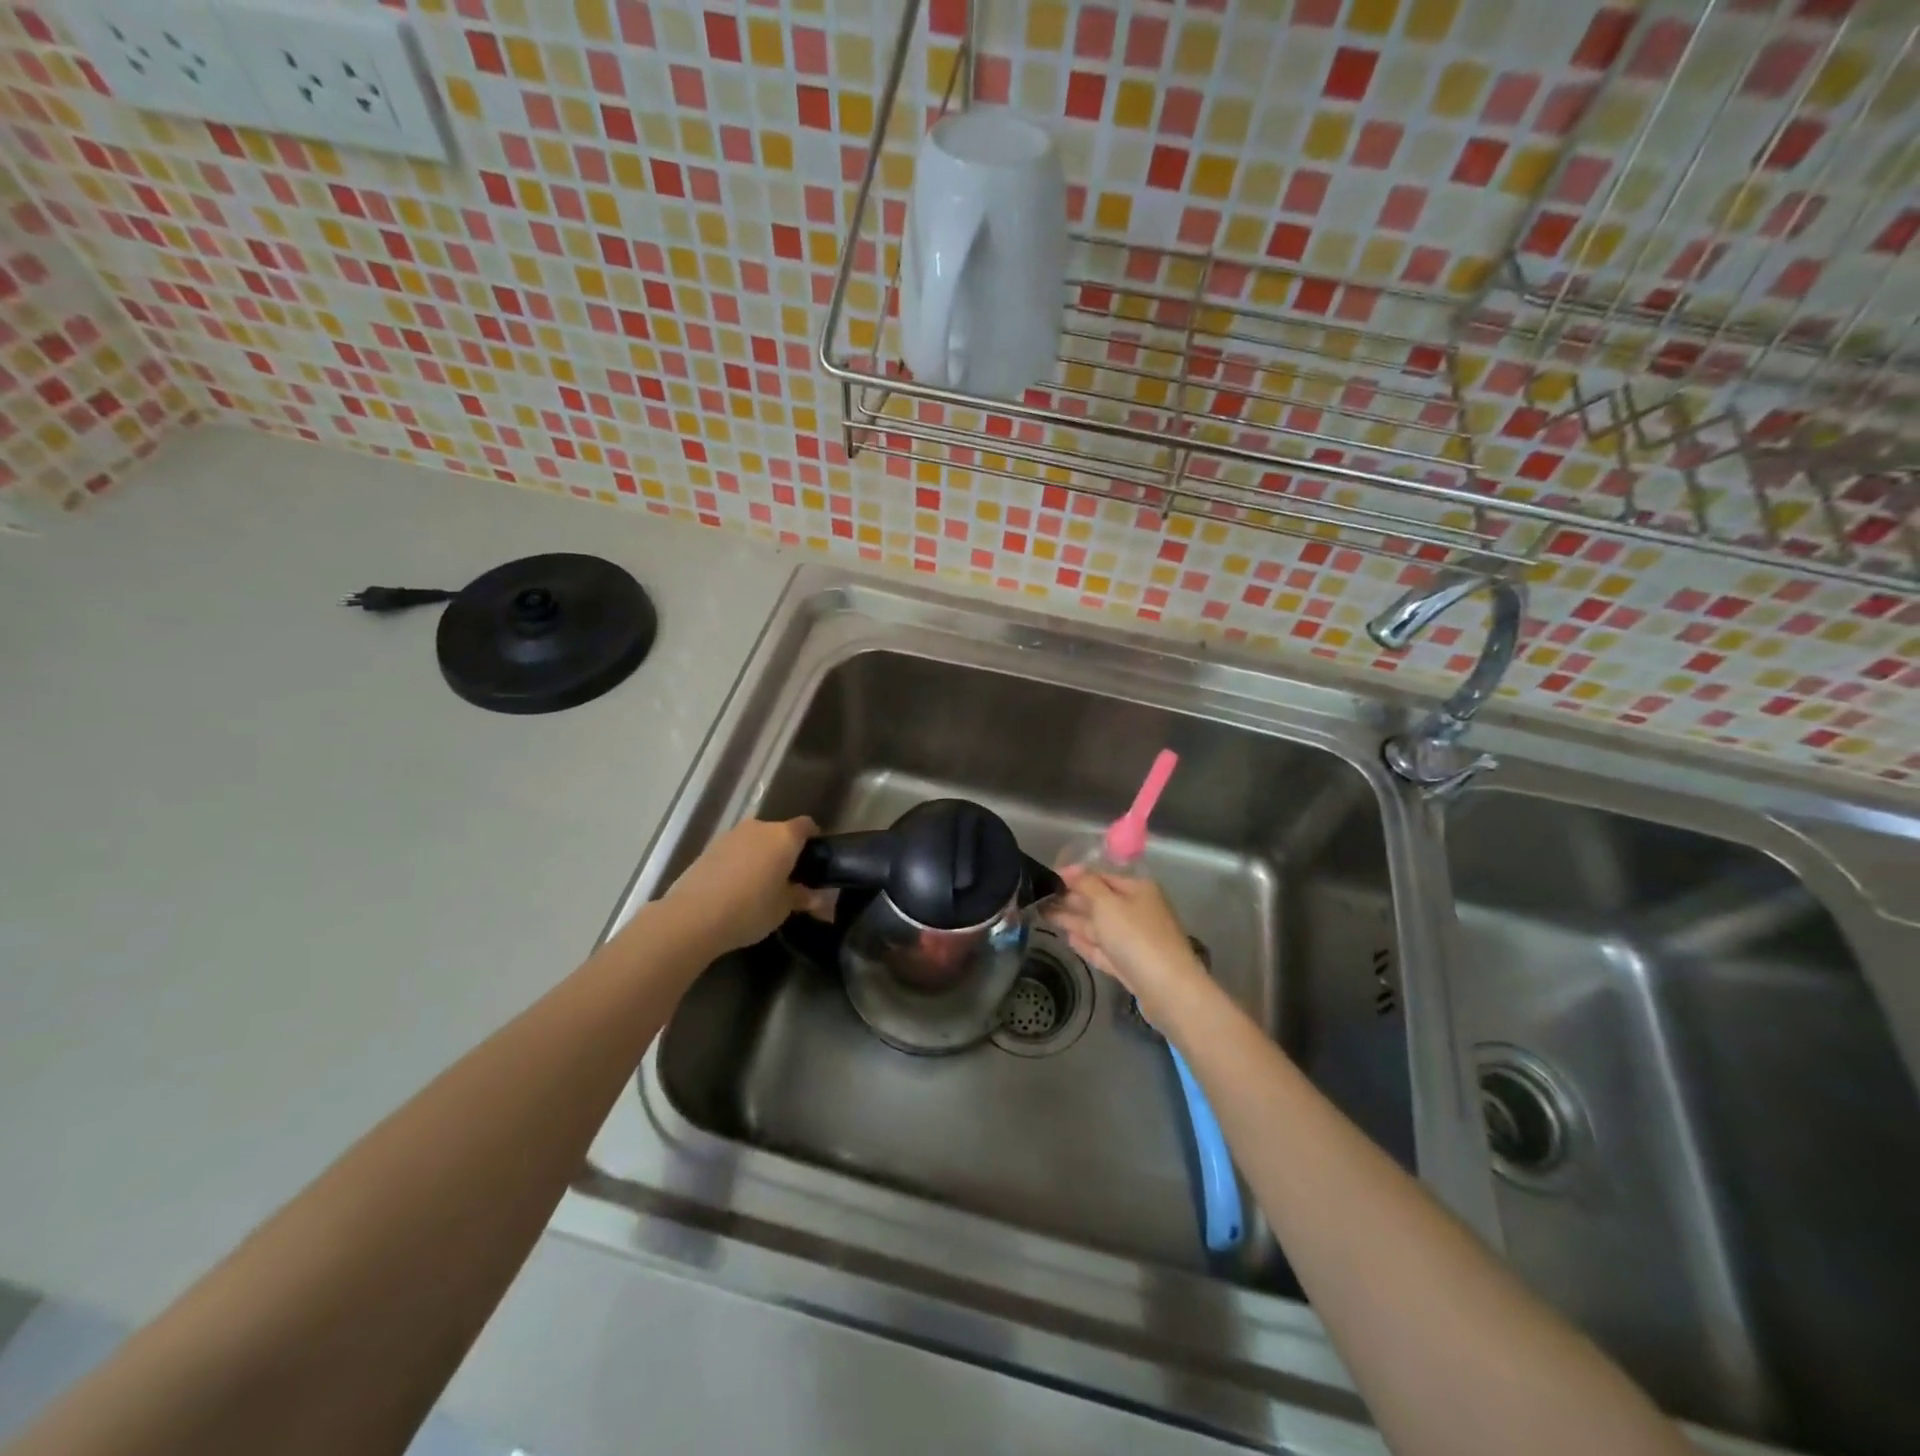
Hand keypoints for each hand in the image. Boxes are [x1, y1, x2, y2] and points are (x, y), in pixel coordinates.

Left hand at [664, 816, 818, 952]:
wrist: (693, 917)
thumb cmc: (750, 909)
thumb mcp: (783, 908)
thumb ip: (802, 897)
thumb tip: (817, 897)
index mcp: (784, 837)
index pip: (807, 826)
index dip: (813, 840)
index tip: (814, 861)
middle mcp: (759, 828)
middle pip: (780, 833)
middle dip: (785, 851)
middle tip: (788, 879)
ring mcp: (731, 835)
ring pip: (755, 841)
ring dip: (761, 856)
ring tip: (759, 885)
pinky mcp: (709, 847)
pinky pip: (735, 850)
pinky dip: (740, 862)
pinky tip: (736, 887)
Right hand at [1044, 865, 1209, 1019]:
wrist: (1167, 988)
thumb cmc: (1135, 936)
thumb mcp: (1107, 903)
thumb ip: (1086, 884)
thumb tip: (1070, 869)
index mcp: (1137, 889)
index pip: (1101, 876)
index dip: (1075, 876)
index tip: (1049, 878)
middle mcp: (1138, 911)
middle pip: (1100, 901)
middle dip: (1071, 899)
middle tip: (1040, 898)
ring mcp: (1135, 940)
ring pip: (1099, 926)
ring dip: (1074, 920)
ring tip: (1045, 915)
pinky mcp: (1130, 965)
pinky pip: (1104, 948)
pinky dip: (1086, 942)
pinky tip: (1068, 938)